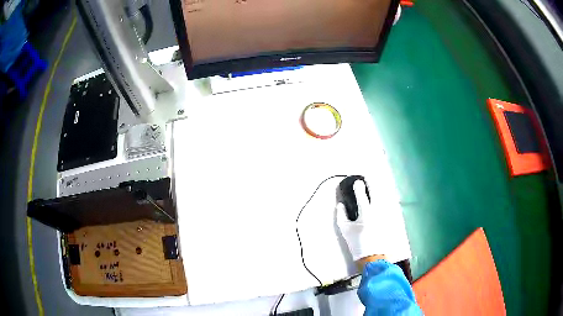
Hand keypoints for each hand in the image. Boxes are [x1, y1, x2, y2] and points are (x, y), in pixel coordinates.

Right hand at [337, 180, 387, 261]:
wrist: (371, 255)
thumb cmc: (356, 242)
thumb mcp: (344, 229)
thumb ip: (341, 214)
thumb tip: (340, 204)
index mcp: (365, 213)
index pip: (362, 195)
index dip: (359, 186)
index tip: (356, 180)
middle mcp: (377, 211)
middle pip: (376, 192)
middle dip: (371, 183)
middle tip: (367, 177)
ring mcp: (384, 214)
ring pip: (382, 197)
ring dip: (377, 189)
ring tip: (372, 185)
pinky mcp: (387, 218)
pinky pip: (385, 204)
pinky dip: (381, 198)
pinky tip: (378, 197)